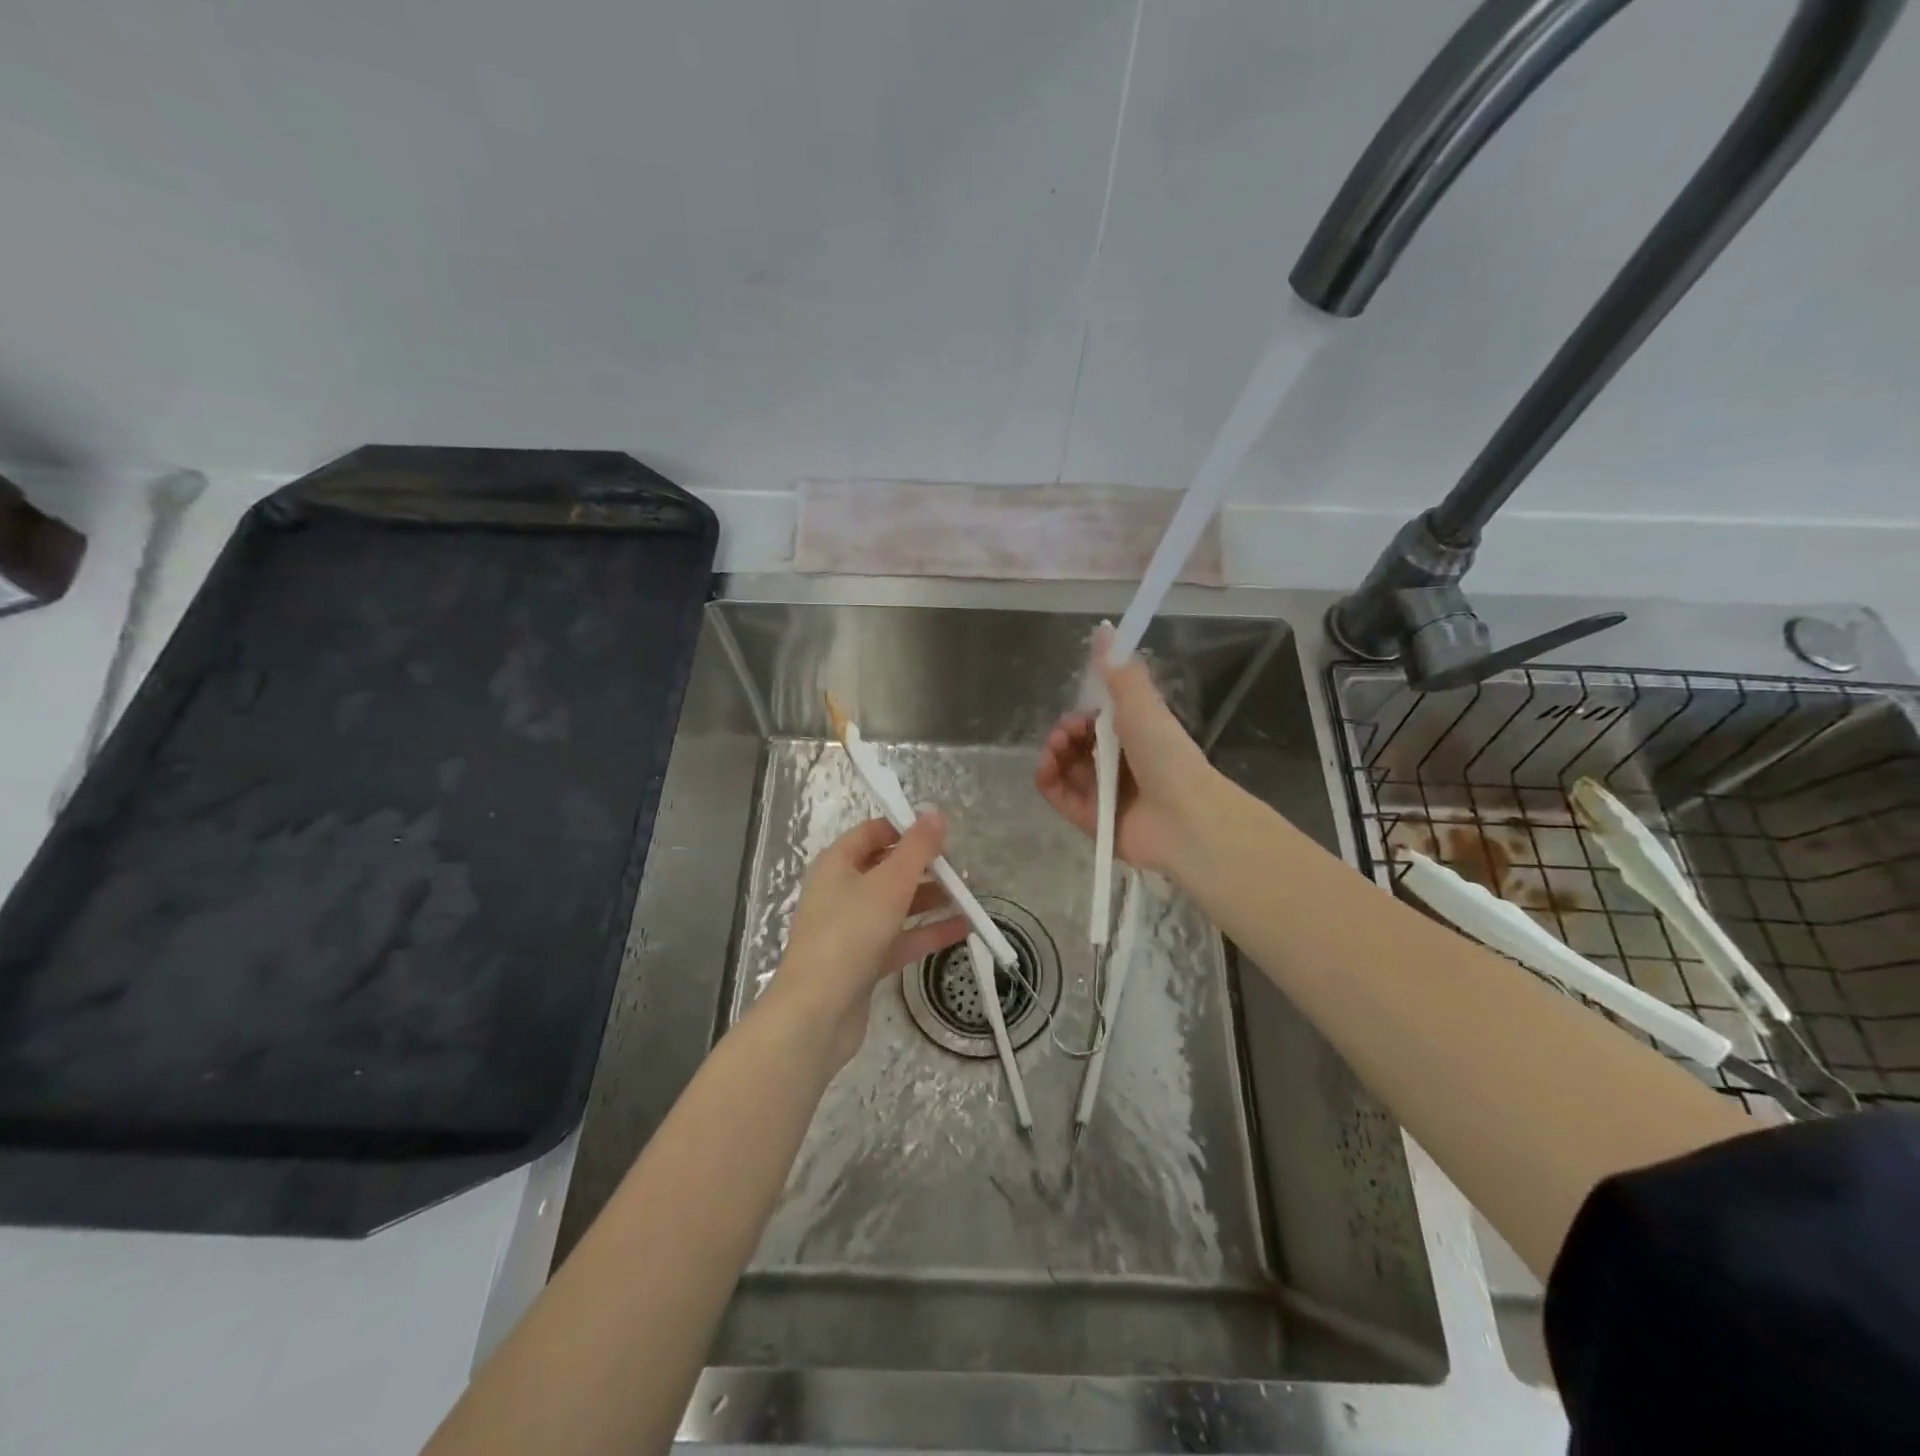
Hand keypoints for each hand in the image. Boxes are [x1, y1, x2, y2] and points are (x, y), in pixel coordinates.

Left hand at [767, 813, 965, 1066]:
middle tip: (961, 870)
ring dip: (930, 900)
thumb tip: (935, 813)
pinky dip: (927, 932)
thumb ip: (917, 848)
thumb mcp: (890, 883)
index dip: (906, 829)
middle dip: (924, 867)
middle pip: (887, 868)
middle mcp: (840, 891)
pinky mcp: (862, 961)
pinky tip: (962, 929)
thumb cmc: (850, 933)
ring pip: (896, 905)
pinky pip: (899, 938)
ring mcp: (851, 928)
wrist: (818, 1012)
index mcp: (837, 864)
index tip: (942, 835)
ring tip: (968, 898)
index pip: (873, 833)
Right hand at [1034, 634, 1217, 876]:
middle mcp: (1119, 765)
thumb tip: (1104, 628)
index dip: (1082, 713)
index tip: (1081, 710)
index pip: (1097, 722)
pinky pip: (1059, 796)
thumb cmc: (1165, 755)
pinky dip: (1048, 781)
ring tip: (1057, 750)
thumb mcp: (1141, 705)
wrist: (1183, 816)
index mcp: (1135, 738)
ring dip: (1053, 754)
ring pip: (1065, 768)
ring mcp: (1104, 794)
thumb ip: (1119, 671)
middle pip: (1078, 745)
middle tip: (1068, 732)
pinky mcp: (1090, 820)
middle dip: (1065, 732)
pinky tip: (1046, 768)